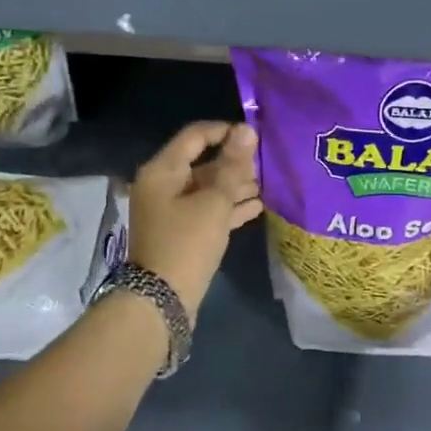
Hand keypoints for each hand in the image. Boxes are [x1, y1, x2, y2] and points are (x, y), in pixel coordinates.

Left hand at [128, 121, 261, 319]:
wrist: (162, 300)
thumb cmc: (187, 243)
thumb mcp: (214, 202)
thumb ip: (233, 166)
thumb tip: (247, 130)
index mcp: (162, 171)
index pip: (195, 136)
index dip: (225, 131)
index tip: (256, 136)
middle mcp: (163, 185)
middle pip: (202, 163)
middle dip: (235, 163)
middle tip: (267, 163)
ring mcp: (170, 210)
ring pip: (207, 188)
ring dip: (235, 186)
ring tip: (268, 183)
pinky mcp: (181, 232)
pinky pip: (206, 210)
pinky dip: (228, 207)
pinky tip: (258, 206)